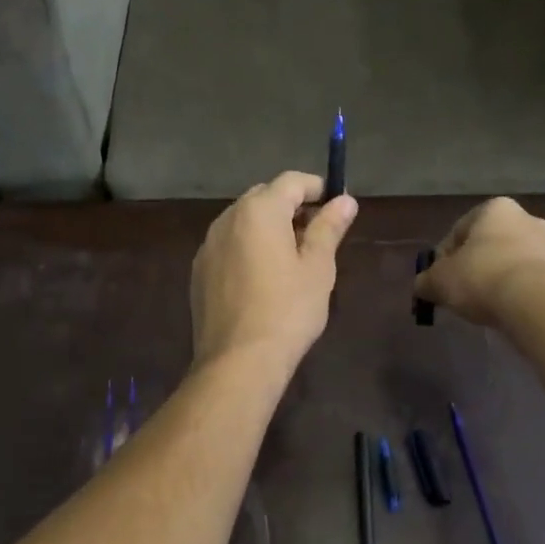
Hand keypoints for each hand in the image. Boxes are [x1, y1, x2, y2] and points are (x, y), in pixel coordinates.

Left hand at [191, 172, 357, 374]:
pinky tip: (263, 278)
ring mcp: (208, 244)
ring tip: (293, 256)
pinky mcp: (199, 270)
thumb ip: (329, 227)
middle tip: (318, 232)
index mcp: (259, 210)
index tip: (337, 205)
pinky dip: (248, 247)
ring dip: (269, 226)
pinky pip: (229, 244)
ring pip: (243, 220)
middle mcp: (228, 218)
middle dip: (292, 206)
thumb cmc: (288, 310)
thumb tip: (345, 200)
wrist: (238, 361)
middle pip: (264, 196)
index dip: (317, 187)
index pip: (291, 181)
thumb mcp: (318, 267)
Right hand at [415, 198, 544, 328]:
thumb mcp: (440, 281)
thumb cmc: (482, 278)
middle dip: (475, 266)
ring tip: (487, 306)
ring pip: (514, 262)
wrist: (538, 305)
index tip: (439, 281)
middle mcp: (528, 218)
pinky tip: (510, 311)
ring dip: (499, 279)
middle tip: (462, 293)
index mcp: (496, 209)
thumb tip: (422, 285)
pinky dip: (520, 293)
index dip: (444, 258)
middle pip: (489, 245)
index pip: (459, 231)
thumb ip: (426, 280)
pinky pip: (534, 282)